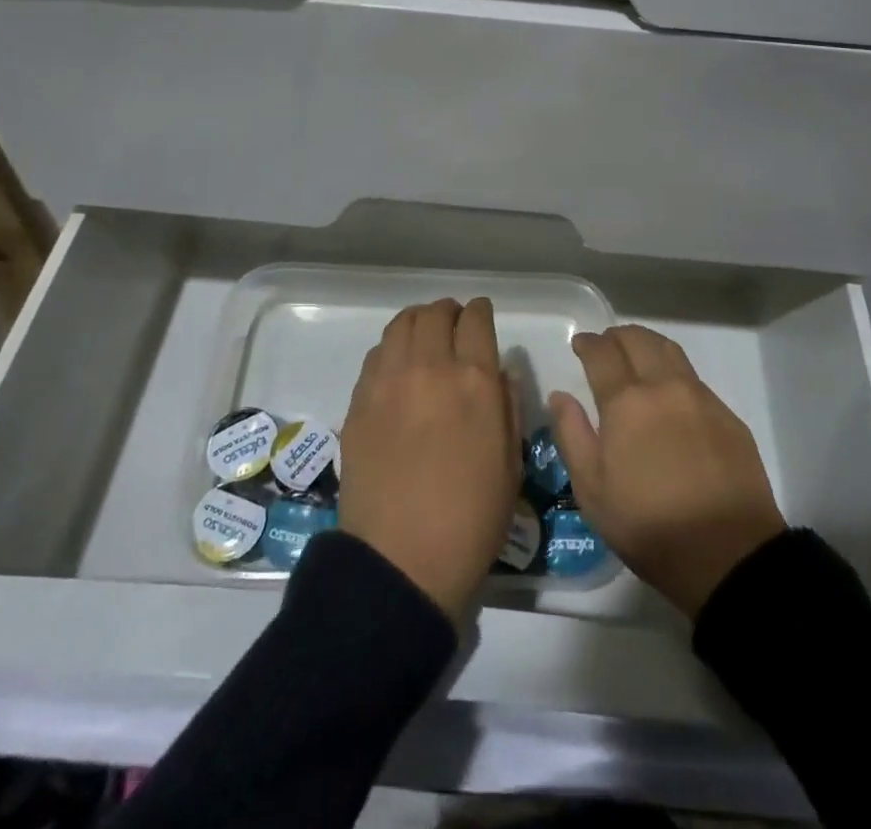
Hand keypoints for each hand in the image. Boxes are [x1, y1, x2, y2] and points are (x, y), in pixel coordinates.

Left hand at [340, 297, 519, 618]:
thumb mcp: (510, 464)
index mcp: (474, 381)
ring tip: (424, 334)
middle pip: (435, 314)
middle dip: (448, 312)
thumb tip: (501, 371)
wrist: (402, 560)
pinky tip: (397, 364)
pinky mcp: (359, 399)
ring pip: (401, 324)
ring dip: (418, 321)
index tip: (481, 313)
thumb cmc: (471, 519)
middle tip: (453, 322)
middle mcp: (430, 367)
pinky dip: (392, 347)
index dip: (481, 311)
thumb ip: (508, 405)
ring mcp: (389, 381)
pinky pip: (377, 353)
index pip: (476, 321)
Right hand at [550, 326, 786, 619]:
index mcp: (626, 401)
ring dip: (647, 344)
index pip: (602, 352)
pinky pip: (694, 378)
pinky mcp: (727, 416)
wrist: (728, 554)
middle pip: (638, 340)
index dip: (588, 343)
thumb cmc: (648, 525)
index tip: (580, 344)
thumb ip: (571, 435)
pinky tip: (670, 394)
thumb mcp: (592, 490)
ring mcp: (700, 398)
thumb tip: (560, 396)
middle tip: (605, 346)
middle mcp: (664, 386)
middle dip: (616, 336)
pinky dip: (673, 371)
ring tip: (636, 356)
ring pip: (669, 351)